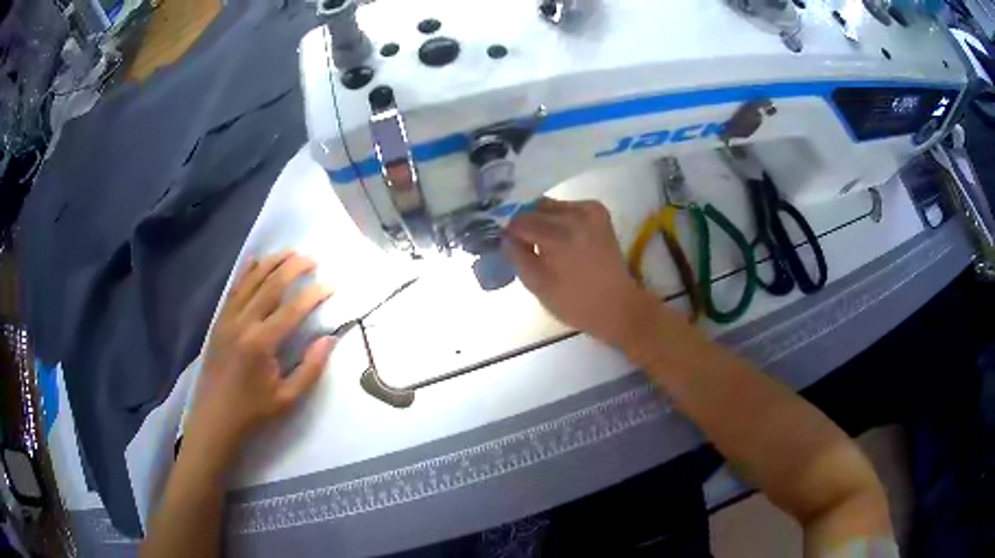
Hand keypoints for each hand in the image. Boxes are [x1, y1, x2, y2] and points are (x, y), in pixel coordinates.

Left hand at [186, 252, 335, 463]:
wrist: (215, 418)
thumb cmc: (253, 411)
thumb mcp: (288, 398)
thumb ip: (311, 368)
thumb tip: (330, 339)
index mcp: (261, 343)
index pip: (292, 309)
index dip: (314, 294)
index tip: (331, 285)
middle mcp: (243, 323)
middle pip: (270, 285)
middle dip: (293, 268)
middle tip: (312, 258)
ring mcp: (228, 319)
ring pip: (251, 281)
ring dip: (271, 263)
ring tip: (289, 252)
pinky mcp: (219, 321)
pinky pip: (234, 289)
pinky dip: (246, 272)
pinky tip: (256, 261)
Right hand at [504, 198, 658, 349]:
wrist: (617, 305)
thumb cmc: (575, 303)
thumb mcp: (537, 286)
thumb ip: (517, 257)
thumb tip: (505, 237)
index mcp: (559, 237)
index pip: (520, 222)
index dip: (509, 233)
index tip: (507, 245)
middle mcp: (575, 216)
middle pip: (535, 209)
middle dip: (525, 225)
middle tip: (524, 245)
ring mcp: (590, 211)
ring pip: (550, 206)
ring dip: (542, 220)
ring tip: (543, 243)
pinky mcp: (599, 212)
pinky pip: (568, 207)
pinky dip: (559, 218)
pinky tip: (562, 237)